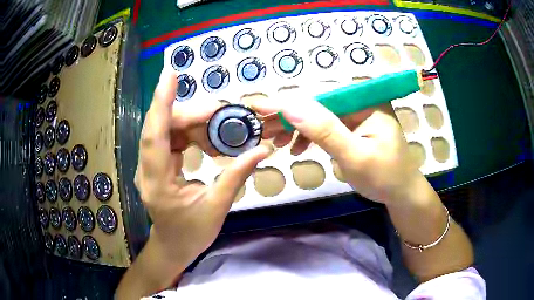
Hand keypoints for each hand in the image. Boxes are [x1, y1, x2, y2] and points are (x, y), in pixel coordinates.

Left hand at [136, 70, 272, 263]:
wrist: (174, 246)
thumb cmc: (192, 233)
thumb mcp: (216, 208)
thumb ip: (235, 176)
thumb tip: (261, 150)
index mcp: (157, 183)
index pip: (154, 136)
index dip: (161, 103)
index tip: (169, 75)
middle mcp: (147, 169)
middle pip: (162, 128)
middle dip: (191, 115)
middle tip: (221, 112)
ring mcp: (150, 166)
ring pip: (167, 130)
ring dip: (193, 124)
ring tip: (219, 127)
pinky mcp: (157, 164)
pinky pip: (171, 139)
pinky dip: (190, 134)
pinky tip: (208, 140)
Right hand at [252, 91, 421, 203]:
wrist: (401, 194)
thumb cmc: (385, 177)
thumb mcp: (355, 156)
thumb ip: (325, 130)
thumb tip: (291, 106)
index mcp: (365, 102)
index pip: (320, 96)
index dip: (289, 102)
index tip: (259, 108)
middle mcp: (359, 102)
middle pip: (317, 104)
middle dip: (289, 118)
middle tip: (263, 131)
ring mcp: (356, 115)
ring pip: (318, 116)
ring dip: (296, 128)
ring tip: (277, 142)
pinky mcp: (352, 128)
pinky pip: (325, 127)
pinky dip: (309, 137)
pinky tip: (297, 148)